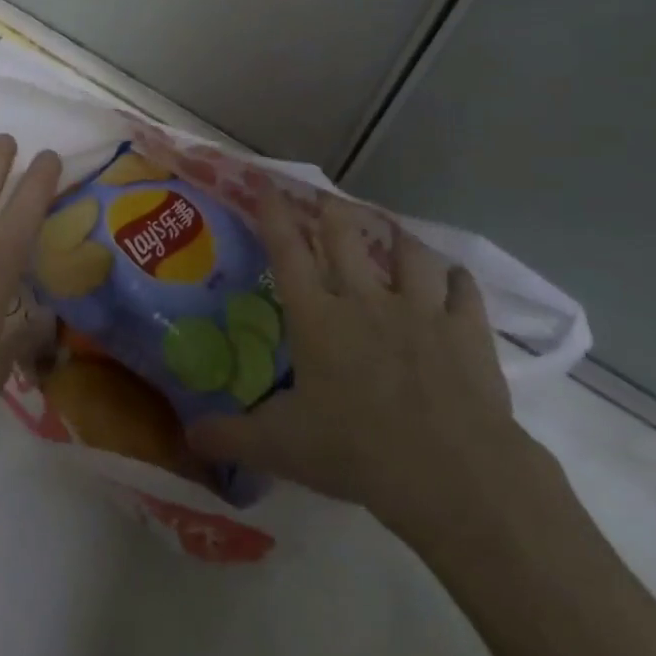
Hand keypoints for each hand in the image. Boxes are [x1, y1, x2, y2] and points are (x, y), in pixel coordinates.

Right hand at [187, 191, 540, 552]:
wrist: (450, 471)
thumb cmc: (357, 451)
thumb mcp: (281, 448)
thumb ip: (232, 437)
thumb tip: (190, 437)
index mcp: (318, 317)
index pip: (287, 252)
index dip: (274, 215)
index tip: (266, 184)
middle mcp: (366, 300)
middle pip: (346, 237)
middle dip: (335, 213)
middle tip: (330, 202)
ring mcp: (420, 310)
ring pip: (410, 254)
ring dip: (401, 239)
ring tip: (396, 233)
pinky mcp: (466, 331)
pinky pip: (463, 291)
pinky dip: (459, 281)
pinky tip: (456, 278)